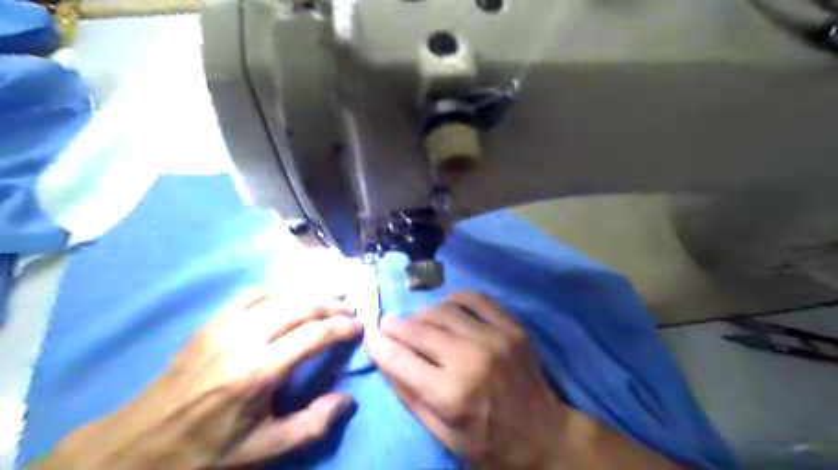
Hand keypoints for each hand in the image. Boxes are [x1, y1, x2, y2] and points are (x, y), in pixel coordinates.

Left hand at [33, 290, 361, 468]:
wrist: (137, 445)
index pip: (313, 335)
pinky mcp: (212, 322)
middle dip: (331, 304)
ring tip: (332, 294)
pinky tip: (292, 294)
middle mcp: (244, 339)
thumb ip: (312, 425)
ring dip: (311, 292)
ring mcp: (225, 325)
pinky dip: (281, 289)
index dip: (342, 327)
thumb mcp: (263, 450)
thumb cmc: (205, 450)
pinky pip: (253, 293)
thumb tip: (347, 400)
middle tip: (350, 309)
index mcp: (258, 372)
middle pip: (300, 306)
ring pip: (280, 294)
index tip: (359, 327)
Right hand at [365, 293, 565, 467]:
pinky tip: (447, 308)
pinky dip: (454, 299)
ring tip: (418, 323)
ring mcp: (495, 338)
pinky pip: (476, 299)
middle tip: (387, 325)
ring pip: (443, 310)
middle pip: (418, 329)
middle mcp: (471, 359)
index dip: (378, 344)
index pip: (399, 358)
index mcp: (451, 394)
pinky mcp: (512, 327)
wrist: (545, 436)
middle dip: (395, 326)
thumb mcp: (442, 434)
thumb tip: (383, 357)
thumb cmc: (489, 444)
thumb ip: (409, 395)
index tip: (370, 336)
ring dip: (422, 315)